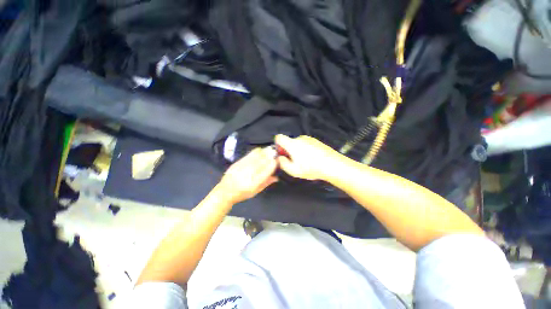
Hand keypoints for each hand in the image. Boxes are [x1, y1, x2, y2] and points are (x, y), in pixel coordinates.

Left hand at [217, 147, 277, 204]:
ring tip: (269, 150)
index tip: (277, 160)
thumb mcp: (255, 192)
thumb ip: (266, 183)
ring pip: (256, 156)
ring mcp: (243, 167)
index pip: (267, 170)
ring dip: (264, 152)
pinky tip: (260, 150)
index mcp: (254, 183)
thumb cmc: (242, 193)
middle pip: (263, 161)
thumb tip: (276, 177)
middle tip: (275, 152)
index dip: (273, 164)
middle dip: (270, 155)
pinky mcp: (238, 162)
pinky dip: (256, 151)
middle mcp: (249, 174)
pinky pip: (249, 154)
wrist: (225, 191)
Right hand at [274, 135, 340, 180]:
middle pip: (289, 142)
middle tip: (294, 162)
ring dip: (298, 151)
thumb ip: (283, 163)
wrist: (332, 164)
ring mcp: (309, 139)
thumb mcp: (293, 170)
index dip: (278, 145)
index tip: (282, 153)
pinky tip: (312, 159)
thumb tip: (280, 158)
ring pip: (298, 144)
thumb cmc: (311, 168)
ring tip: (305, 162)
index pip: (279, 138)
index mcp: (292, 144)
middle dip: (289, 151)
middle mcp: (300, 138)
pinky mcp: (316, 141)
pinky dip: (305, 150)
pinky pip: (306, 144)